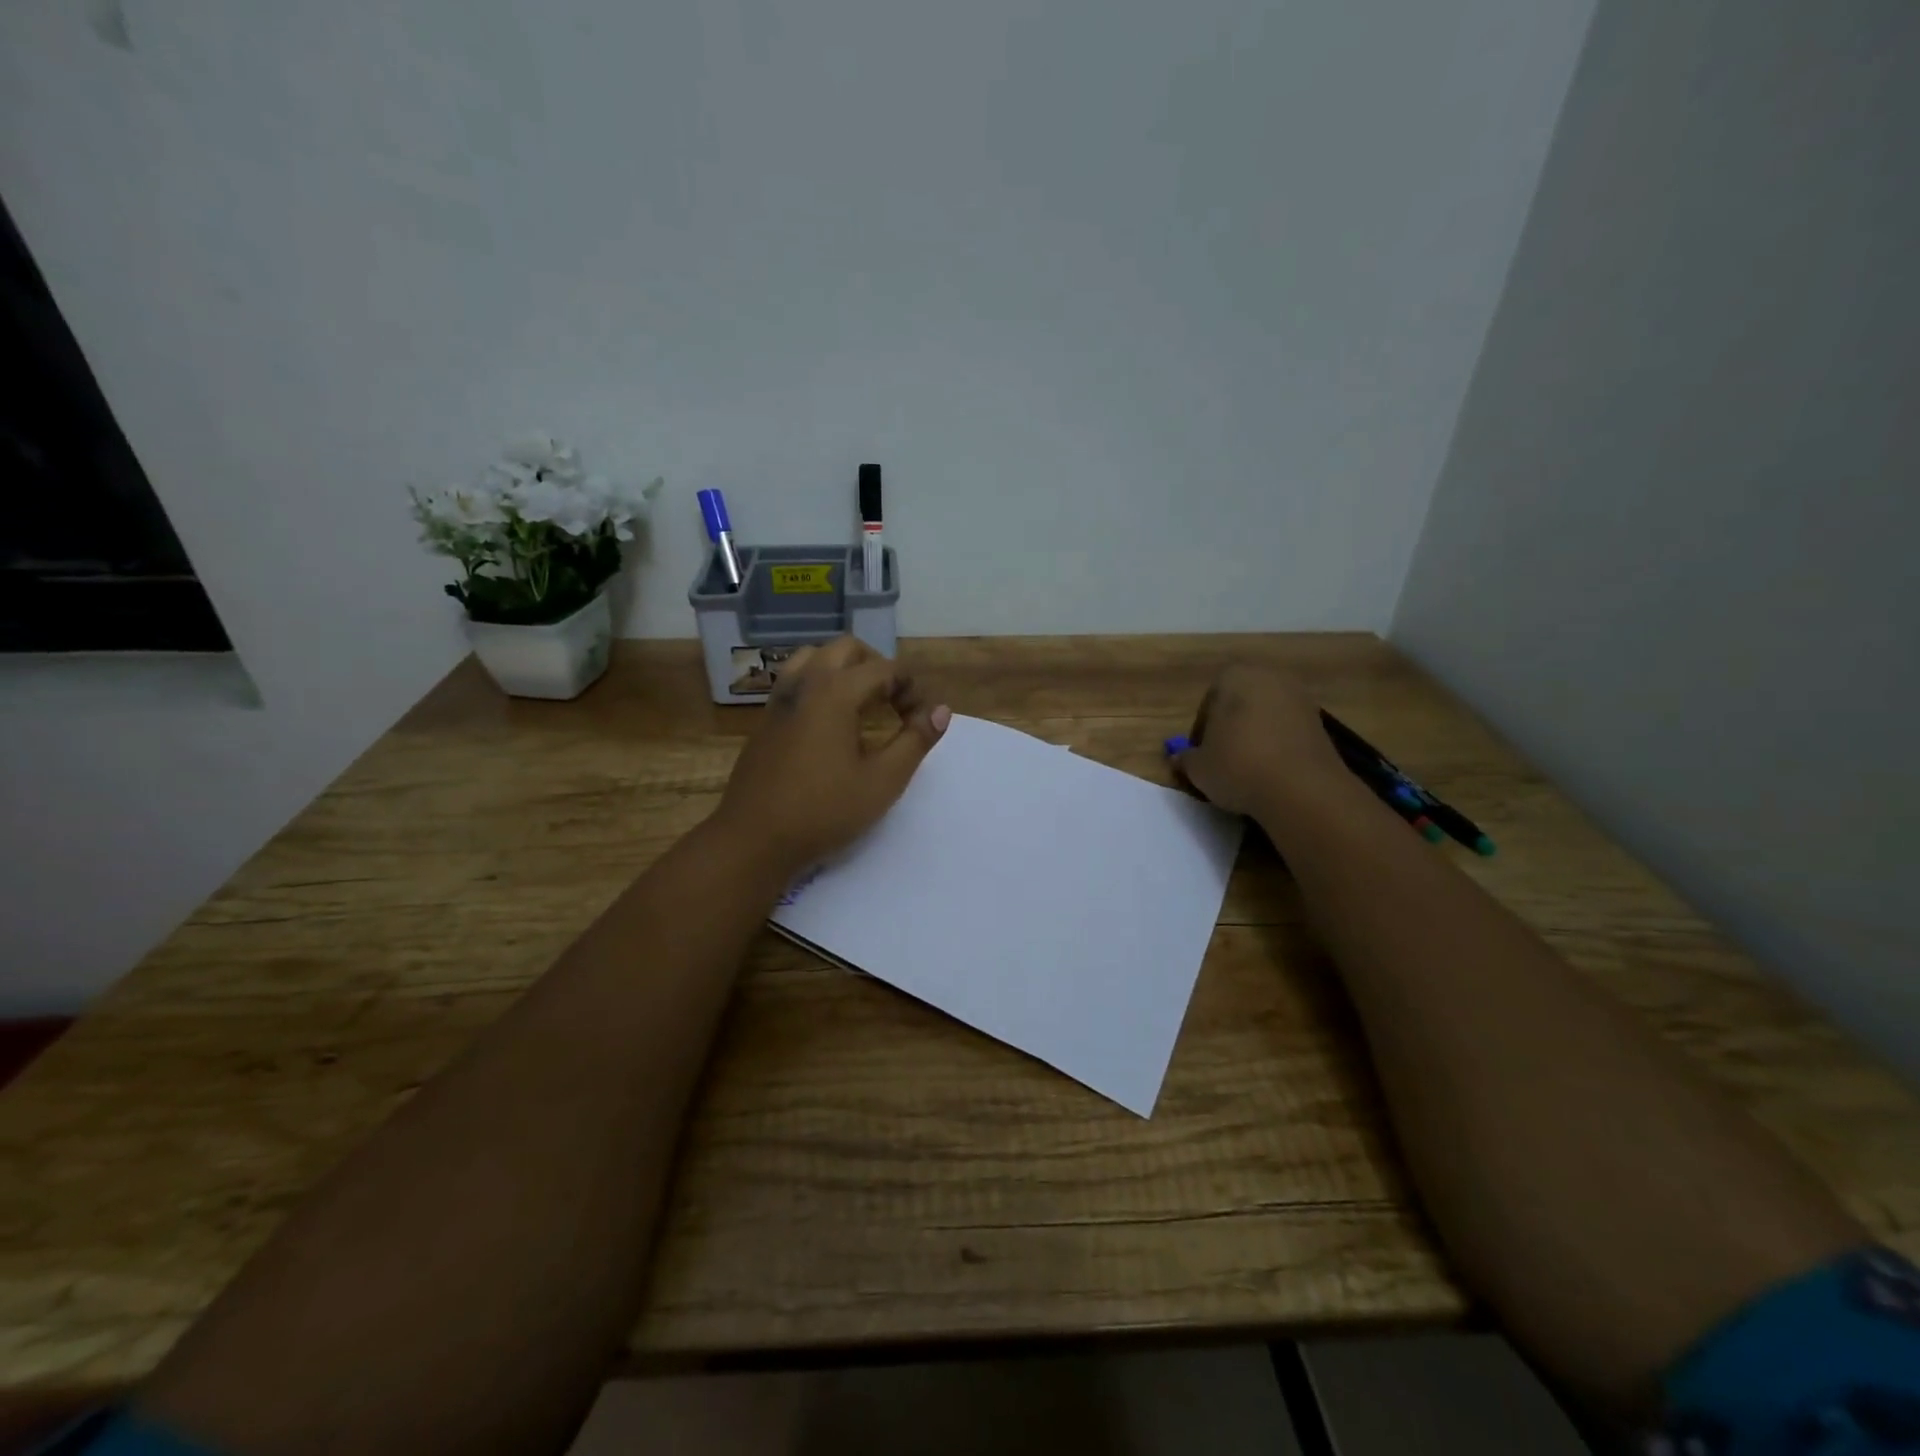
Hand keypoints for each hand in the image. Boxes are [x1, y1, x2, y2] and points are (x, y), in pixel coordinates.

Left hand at [713, 637, 950, 875]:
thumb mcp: (883, 781)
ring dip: (845, 670)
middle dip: (878, 667)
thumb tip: (940, 711)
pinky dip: (820, 684)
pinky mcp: (765, 720)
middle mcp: (804, 684)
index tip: (922, 721)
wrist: (753, 840)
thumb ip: (915, 740)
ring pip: (814, 658)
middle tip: (894, 703)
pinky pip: (796, 681)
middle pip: (847, 649)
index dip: (912, 689)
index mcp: (835, 692)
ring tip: (862, 704)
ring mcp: (779, 700)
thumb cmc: (824, 811)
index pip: (885, 669)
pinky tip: (830, 723)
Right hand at [1172, 664, 1353, 817]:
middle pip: (1240, 705)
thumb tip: (1178, 758)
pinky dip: (1278, 748)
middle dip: (1230, 729)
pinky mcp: (1322, 724)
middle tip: (1222, 760)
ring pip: (1266, 718)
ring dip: (1255, 738)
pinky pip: (1288, 732)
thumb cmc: (1237, 766)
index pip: (1209, 701)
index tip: (1200, 755)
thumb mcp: (1198, 768)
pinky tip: (1272, 773)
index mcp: (1234, 677)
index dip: (1201, 730)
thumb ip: (1185, 759)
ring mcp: (1301, 699)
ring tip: (1248, 770)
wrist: (1301, 789)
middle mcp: (1270, 678)